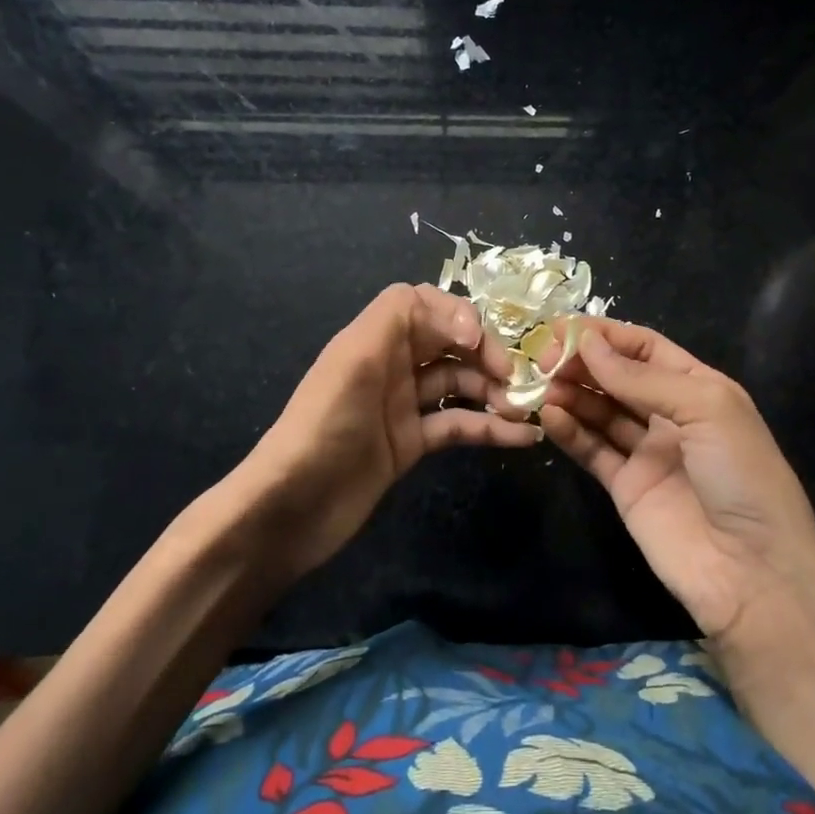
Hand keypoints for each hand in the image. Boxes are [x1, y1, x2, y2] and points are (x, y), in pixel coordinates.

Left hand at [241, 283, 541, 582]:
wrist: (291, 509)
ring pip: (458, 384)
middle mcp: (390, 365)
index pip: (422, 304)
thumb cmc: (323, 427)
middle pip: (448, 342)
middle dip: (485, 353)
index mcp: (374, 338)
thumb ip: (399, 318)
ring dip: (493, 391)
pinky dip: (489, 429)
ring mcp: (402, 406)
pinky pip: (457, 426)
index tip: (478, 341)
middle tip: (515, 378)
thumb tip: (464, 322)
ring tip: (523, 409)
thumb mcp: (353, 360)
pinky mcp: (411, 444)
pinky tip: (522, 437)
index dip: (456, 313)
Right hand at [539, 321, 814, 647]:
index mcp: (700, 388)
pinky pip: (592, 450)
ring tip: (541, 384)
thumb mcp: (706, 409)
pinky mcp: (626, 487)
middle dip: (582, 363)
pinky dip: (569, 431)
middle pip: (618, 377)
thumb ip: (643, 377)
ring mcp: (647, 452)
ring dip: (571, 393)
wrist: (752, 572)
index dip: (606, 336)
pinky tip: (549, 415)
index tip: (563, 328)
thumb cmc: (742, 475)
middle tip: (544, 357)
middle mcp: (671, 415)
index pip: (646, 349)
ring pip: (601, 411)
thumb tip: (588, 344)